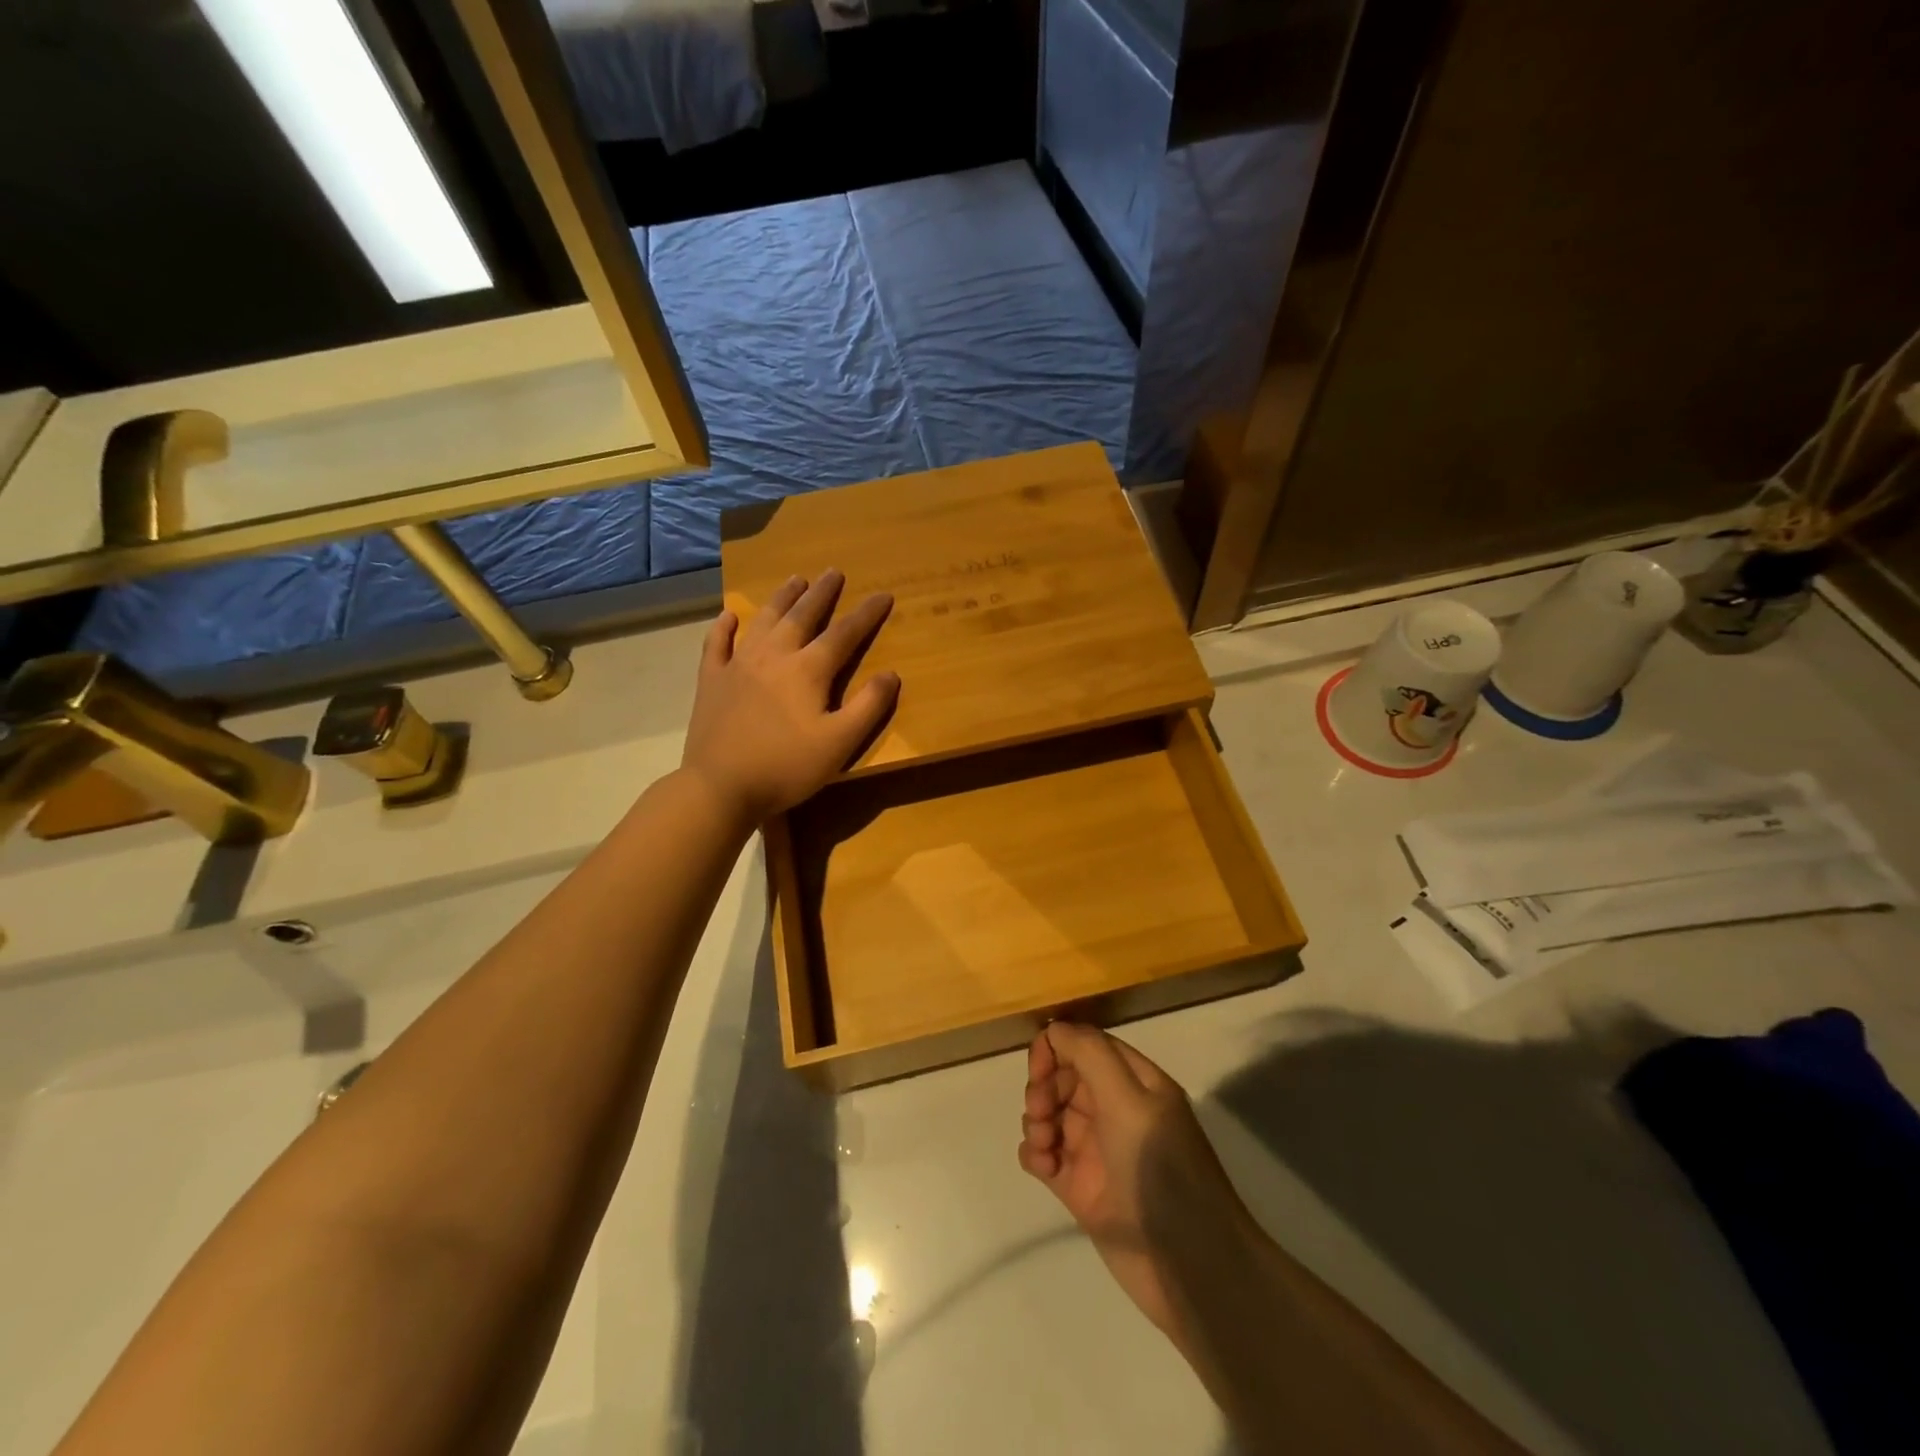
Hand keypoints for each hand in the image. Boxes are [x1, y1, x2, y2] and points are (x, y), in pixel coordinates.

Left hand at [681, 570, 898, 824]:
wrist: (720, 786)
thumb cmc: (786, 767)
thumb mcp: (839, 743)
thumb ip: (868, 707)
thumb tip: (891, 674)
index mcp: (808, 670)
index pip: (844, 633)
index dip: (866, 614)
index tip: (883, 594)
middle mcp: (774, 656)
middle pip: (802, 615)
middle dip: (821, 593)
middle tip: (834, 571)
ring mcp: (738, 664)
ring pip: (764, 620)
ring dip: (781, 597)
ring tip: (795, 579)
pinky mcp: (712, 680)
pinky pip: (717, 644)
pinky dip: (724, 626)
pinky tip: (730, 616)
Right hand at [1019, 1023, 1248, 1344]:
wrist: (1189, 1268)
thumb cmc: (1160, 1170)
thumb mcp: (1129, 1099)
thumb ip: (1089, 1053)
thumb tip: (1054, 1029)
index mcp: (1134, 1082)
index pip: (1085, 1044)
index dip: (1056, 1049)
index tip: (1040, 1072)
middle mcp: (1115, 1109)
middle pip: (1063, 1077)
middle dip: (1043, 1087)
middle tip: (1041, 1112)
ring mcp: (1097, 1149)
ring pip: (1050, 1114)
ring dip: (1036, 1121)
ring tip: (1044, 1147)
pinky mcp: (1081, 1188)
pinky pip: (1044, 1156)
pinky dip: (1035, 1154)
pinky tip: (1043, 1169)